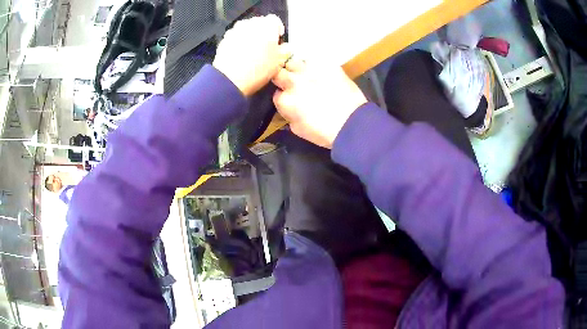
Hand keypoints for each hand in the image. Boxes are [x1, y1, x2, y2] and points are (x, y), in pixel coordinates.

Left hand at [213, 15, 290, 95]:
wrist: (230, 78)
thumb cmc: (259, 68)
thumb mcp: (280, 61)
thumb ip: (286, 50)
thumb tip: (285, 47)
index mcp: (267, 25)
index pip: (275, 21)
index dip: (278, 30)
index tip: (278, 41)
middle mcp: (251, 23)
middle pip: (260, 24)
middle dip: (263, 33)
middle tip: (266, 47)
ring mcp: (235, 30)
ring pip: (247, 30)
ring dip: (250, 37)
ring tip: (252, 52)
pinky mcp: (225, 39)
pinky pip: (236, 38)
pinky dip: (239, 43)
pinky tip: (240, 55)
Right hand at [272, 59, 367, 148]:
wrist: (352, 122)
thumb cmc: (325, 132)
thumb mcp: (298, 129)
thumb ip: (288, 114)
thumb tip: (289, 106)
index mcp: (285, 100)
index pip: (276, 94)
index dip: (283, 96)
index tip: (291, 99)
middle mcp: (293, 81)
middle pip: (279, 73)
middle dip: (283, 78)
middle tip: (293, 83)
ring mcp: (309, 70)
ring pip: (294, 62)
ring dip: (297, 69)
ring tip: (306, 74)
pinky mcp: (326, 64)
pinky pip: (314, 59)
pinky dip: (314, 65)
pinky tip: (321, 72)